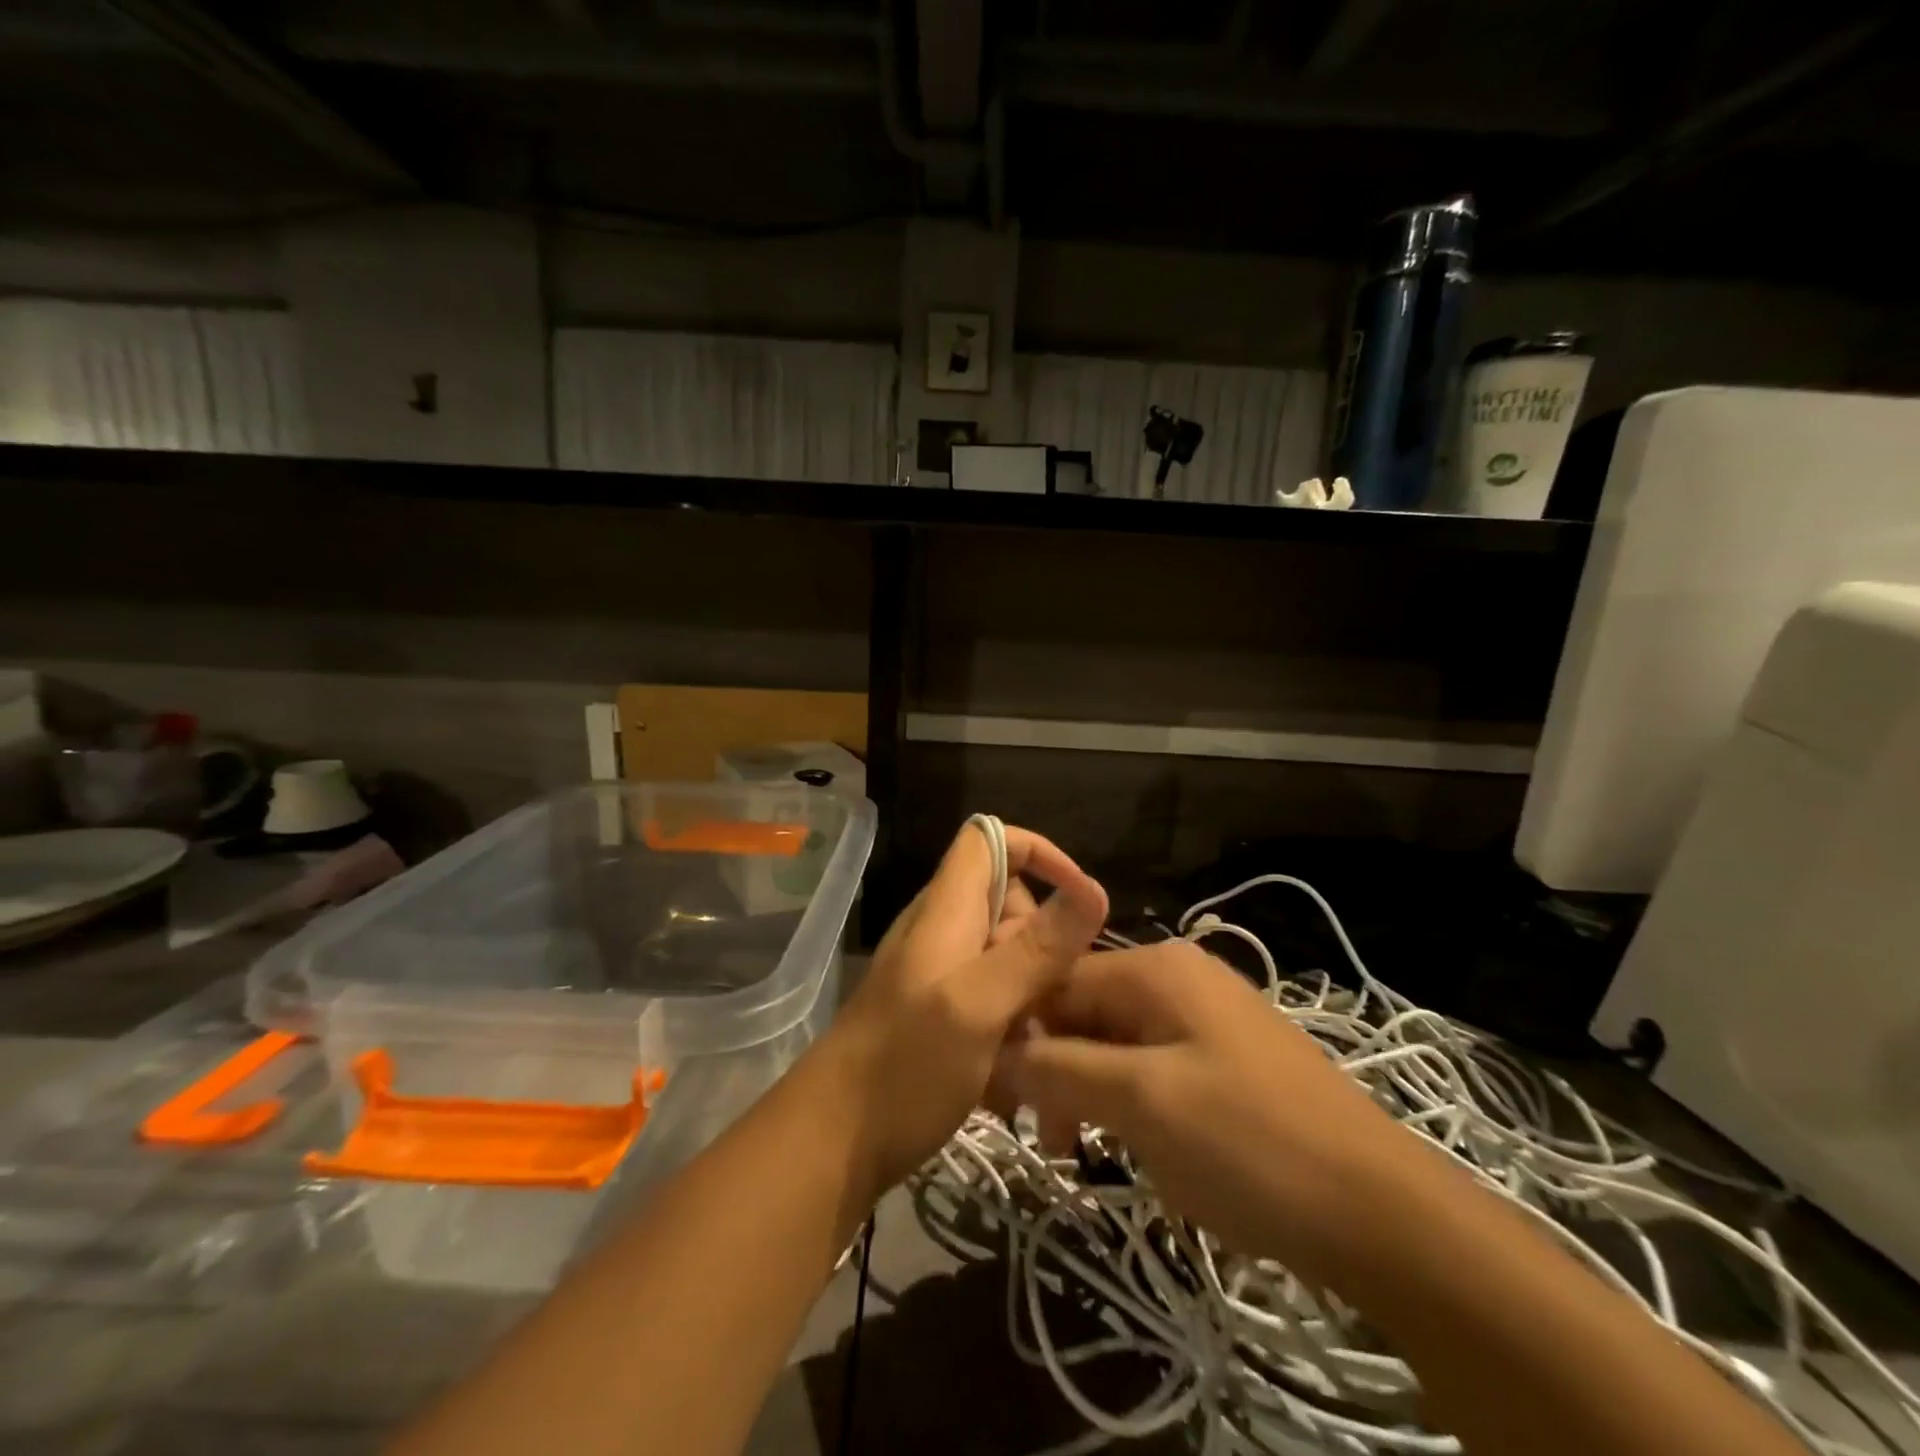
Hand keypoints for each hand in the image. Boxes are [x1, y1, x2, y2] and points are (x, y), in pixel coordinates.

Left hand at [817, 821, 1107, 1197]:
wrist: (830, 1144)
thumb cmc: (905, 1067)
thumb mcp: (979, 1005)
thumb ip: (1036, 948)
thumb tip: (1096, 889)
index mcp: (947, 909)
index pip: (990, 838)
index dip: (1040, 853)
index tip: (1081, 899)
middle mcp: (942, 930)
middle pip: (1009, 899)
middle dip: (1046, 938)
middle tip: (1058, 996)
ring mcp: (938, 972)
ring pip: (1006, 953)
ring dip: (1035, 989)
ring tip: (1043, 1044)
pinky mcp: (938, 1012)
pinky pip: (992, 995)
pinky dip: (1013, 1020)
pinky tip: (1019, 1074)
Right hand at [997, 941, 1435, 1287]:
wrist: (1382, 1212)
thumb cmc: (1249, 1143)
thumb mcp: (1140, 1102)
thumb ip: (1057, 1067)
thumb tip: (993, 1049)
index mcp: (1154, 967)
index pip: (1054, 981)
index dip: (1018, 1033)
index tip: (998, 1098)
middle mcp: (1176, 976)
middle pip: (1084, 1010)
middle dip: (1055, 1068)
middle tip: (1049, 1139)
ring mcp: (1205, 1016)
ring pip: (1115, 1043)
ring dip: (1088, 1090)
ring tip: (1082, 1150)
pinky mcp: (1224, 1058)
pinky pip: (1152, 1066)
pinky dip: (1129, 1101)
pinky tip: (1136, 1144)